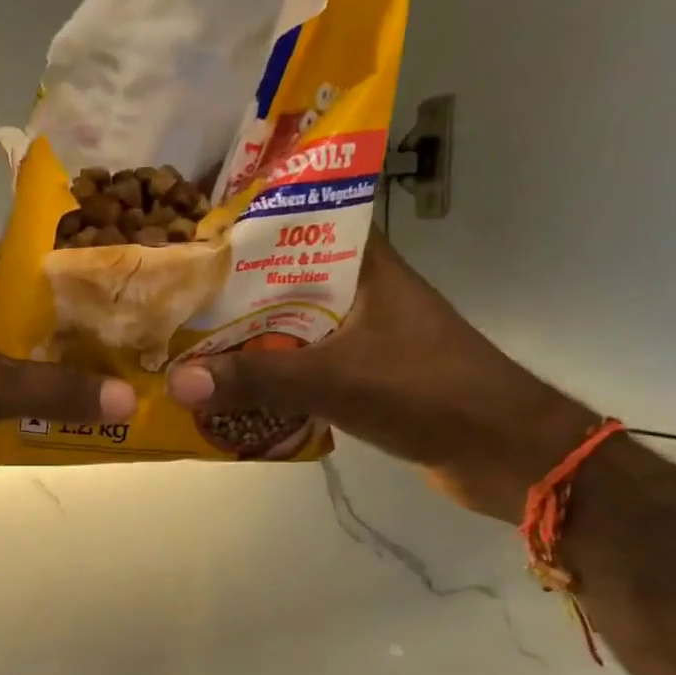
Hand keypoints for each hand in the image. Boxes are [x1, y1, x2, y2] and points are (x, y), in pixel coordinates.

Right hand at [168, 232, 594, 521]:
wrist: (504, 453)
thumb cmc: (429, 393)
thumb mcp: (336, 379)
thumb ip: (257, 379)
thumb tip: (177, 381)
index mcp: (363, 264)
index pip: (297, 221)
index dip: (243, 224)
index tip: (190, 234)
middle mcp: (358, 290)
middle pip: (280, 280)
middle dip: (228, 292)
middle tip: (171, 298)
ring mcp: (360, 334)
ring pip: (286, 325)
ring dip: (244, 337)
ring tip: (184, 340)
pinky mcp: (360, 373)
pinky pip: (299, 364)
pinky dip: (267, 373)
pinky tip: (227, 385)